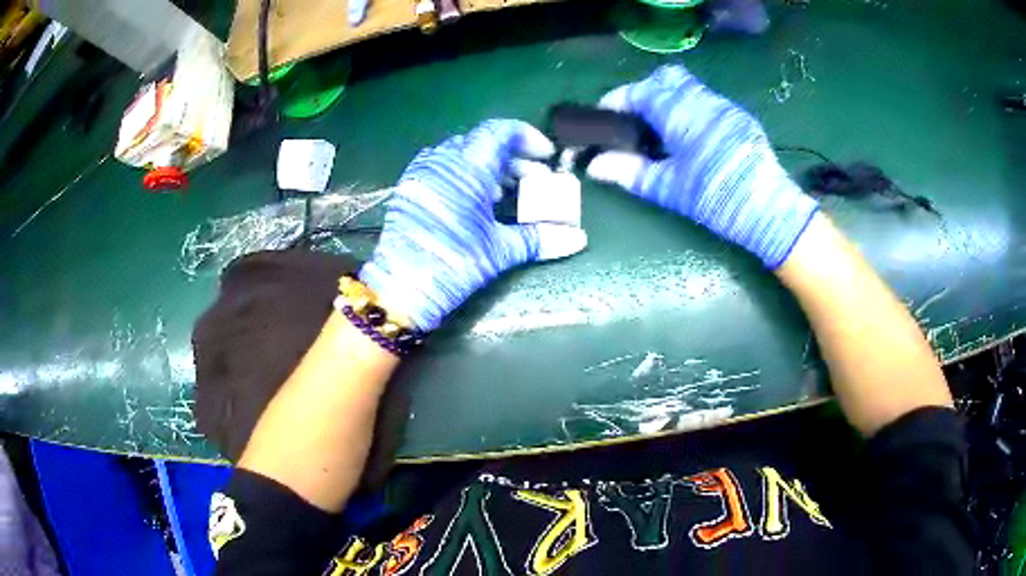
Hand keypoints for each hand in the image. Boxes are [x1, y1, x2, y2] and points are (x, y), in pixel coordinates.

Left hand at [360, 119, 586, 330]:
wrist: (400, 288)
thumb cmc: (453, 264)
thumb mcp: (500, 251)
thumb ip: (539, 238)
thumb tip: (578, 239)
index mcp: (467, 168)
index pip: (499, 132)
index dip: (527, 137)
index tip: (545, 156)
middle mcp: (442, 162)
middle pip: (483, 143)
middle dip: (512, 157)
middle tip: (533, 180)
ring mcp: (422, 173)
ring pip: (461, 154)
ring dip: (488, 166)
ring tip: (506, 192)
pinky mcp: (410, 188)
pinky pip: (442, 167)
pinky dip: (464, 174)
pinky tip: (475, 200)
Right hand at [586, 65, 817, 267]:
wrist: (768, 209)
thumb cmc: (715, 198)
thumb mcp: (669, 188)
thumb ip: (630, 172)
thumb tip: (594, 166)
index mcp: (681, 114)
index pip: (641, 91)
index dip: (618, 99)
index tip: (606, 114)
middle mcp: (702, 101)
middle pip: (667, 77)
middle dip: (647, 90)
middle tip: (638, 117)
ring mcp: (724, 107)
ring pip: (689, 86)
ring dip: (671, 98)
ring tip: (663, 128)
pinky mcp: (739, 118)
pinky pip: (707, 100)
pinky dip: (691, 108)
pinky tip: (692, 136)